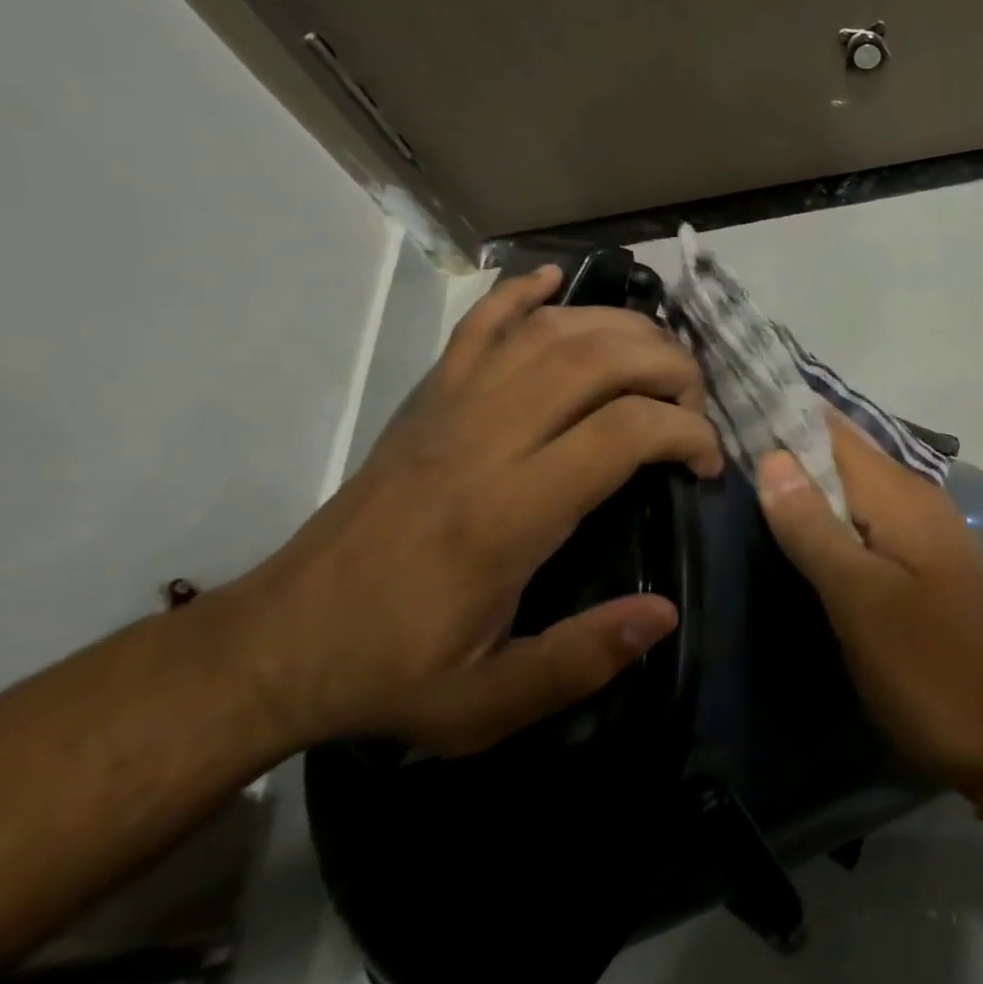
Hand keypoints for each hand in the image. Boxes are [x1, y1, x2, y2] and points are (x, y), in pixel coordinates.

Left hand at [217, 265, 722, 755]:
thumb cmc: (391, 671)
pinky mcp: (425, 401)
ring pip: (549, 331)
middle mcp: (483, 441)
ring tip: (659, 358)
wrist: (274, 645)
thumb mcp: (486, 702)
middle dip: (669, 367)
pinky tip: (555, 281)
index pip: (622, 431)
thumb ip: (581, 660)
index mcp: (506, 514)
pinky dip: (521, 294)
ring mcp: (449, 410)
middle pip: (596, 359)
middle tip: (696, 405)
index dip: (687, 433)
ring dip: (620, 328)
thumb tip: (665, 614)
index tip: (708, 465)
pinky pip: (477, 326)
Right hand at [756, 416, 982, 793]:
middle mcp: (917, 500)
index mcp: (900, 495)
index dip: (784, 416)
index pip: (834, 430)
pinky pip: (871, 523)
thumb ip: (814, 527)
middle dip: (790, 449)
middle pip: (845, 456)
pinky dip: (833, 519)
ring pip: (857, 491)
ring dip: (809, 485)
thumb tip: (772, 456)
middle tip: (721, 450)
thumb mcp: (860, 599)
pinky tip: (801, 534)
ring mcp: (926, 534)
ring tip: (744, 483)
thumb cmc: (929, 665)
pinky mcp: (927, 566)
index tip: (728, 408)